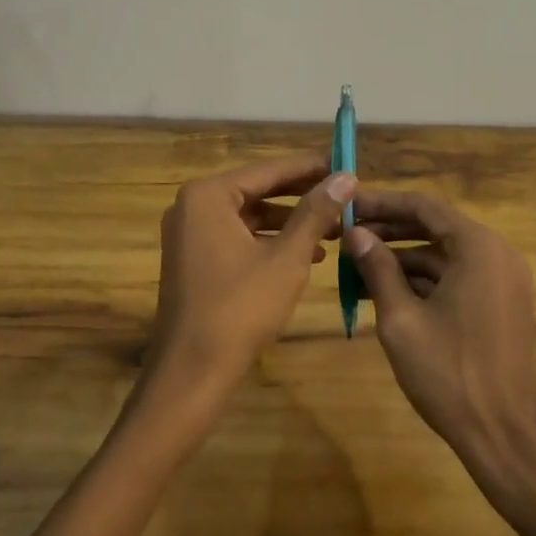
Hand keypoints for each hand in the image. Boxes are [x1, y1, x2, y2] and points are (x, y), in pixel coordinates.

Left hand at [147, 156, 353, 399]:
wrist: (192, 371)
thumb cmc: (240, 308)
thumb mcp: (287, 258)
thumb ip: (315, 213)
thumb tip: (345, 177)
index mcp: (208, 195)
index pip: (268, 170)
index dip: (309, 168)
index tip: (344, 163)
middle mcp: (193, 206)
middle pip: (258, 190)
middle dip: (302, 196)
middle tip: (344, 195)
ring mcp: (189, 234)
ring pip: (250, 216)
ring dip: (290, 222)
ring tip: (333, 230)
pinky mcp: (194, 259)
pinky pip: (237, 237)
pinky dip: (270, 241)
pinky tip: (307, 255)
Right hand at [346, 193, 535, 499]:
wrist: (504, 437)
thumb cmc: (449, 374)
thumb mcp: (402, 319)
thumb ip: (378, 268)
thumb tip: (355, 233)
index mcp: (479, 247)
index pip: (424, 207)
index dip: (382, 204)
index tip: (348, 205)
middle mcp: (497, 254)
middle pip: (435, 228)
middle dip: (389, 231)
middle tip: (347, 236)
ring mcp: (502, 281)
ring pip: (443, 256)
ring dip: (402, 259)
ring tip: (357, 268)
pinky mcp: (500, 305)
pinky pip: (457, 278)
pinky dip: (423, 281)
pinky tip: (385, 293)